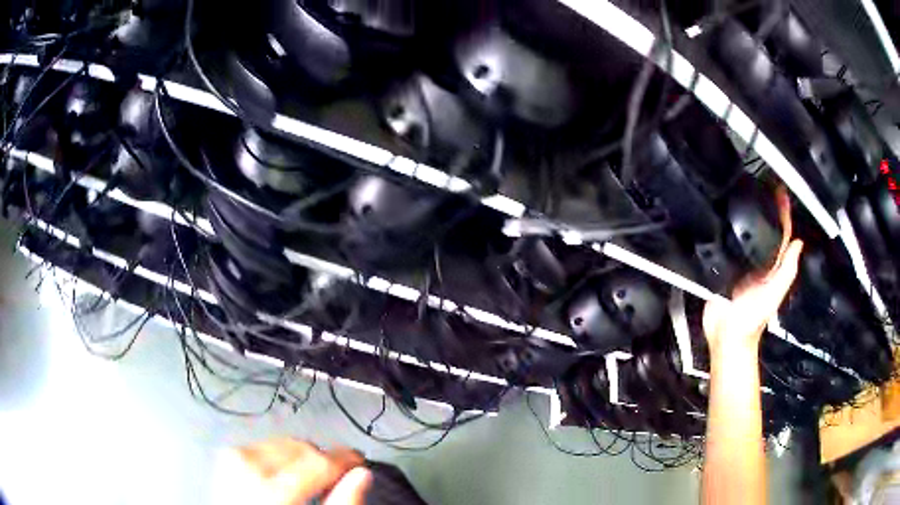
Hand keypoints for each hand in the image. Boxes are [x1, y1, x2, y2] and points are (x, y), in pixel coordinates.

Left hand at [218, 438, 370, 504]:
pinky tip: (285, 471)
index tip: (358, 460)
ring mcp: (234, 457)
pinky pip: (265, 445)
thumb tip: (361, 475)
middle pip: (301, 449)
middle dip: (321, 460)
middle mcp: (249, 467)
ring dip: (301, 457)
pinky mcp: (227, 455)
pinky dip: (280, 455)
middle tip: (335, 475)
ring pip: (284, 443)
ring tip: (309, 475)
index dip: (345, 459)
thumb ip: (340, 502)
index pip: (318, 462)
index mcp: (272, 490)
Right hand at [702, 186, 803, 354]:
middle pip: (764, 229)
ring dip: (745, 214)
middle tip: (760, 183)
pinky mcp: (723, 266)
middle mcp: (758, 261)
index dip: (783, 213)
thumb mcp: (773, 295)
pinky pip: (726, 244)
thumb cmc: (752, 319)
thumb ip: (786, 271)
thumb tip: (798, 242)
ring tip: (742, 191)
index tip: (779, 191)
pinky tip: (721, 214)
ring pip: (745, 234)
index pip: (781, 235)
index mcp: (773, 266)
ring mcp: (740, 263)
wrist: (726, 334)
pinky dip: (725, 229)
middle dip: (765, 207)